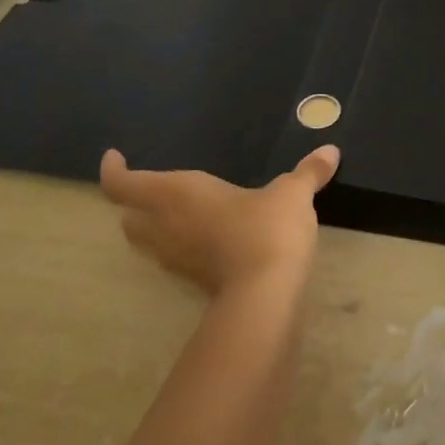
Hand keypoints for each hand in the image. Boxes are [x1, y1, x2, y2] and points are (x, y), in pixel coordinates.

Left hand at [98, 145, 339, 296]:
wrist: (266, 294)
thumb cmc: (267, 228)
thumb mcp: (292, 193)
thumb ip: (308, 172)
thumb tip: (331, 150)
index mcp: (177, 194)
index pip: (123, 185)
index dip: (113, 171)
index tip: (115, 158)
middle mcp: (166, 226)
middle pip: (128, 217)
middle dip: (132, 203)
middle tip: (148, 189)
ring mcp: (176, 258)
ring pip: (145, 241)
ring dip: (149, 227)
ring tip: (172, 213)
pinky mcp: (192, 281)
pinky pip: (171, 258)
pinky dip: (177, 245)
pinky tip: (204, 238)